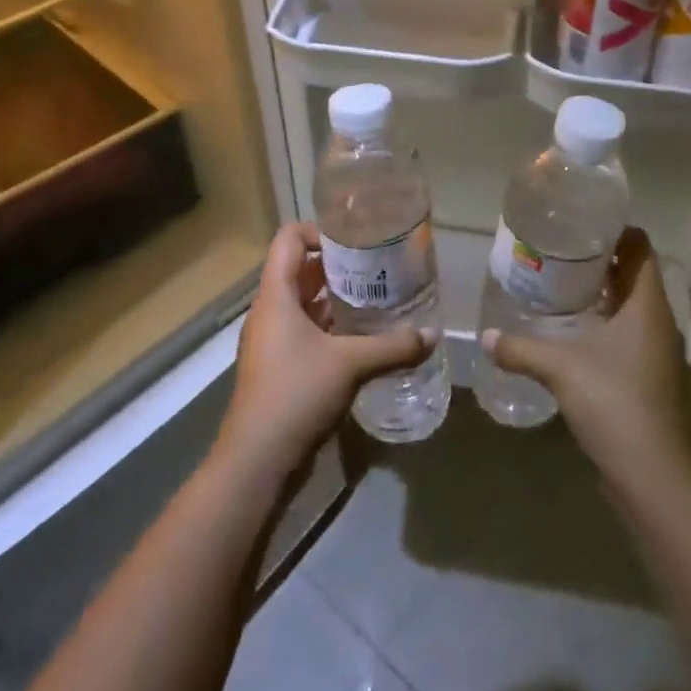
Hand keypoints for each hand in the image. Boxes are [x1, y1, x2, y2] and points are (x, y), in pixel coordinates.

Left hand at [218, 221, 434, 478]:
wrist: (257, 460)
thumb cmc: (296, 393)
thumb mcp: (350, 364)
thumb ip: (394, 346)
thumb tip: (434, 335)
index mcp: (276, 295)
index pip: (289, 238)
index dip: (320, 231)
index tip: (356, 241)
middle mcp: (269, 311)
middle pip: (300, 269)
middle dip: (338, 265)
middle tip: (378, 267)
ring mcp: (272, 340)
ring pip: (304, 303)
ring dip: (336, 298)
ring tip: (377, 298)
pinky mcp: (279, 367)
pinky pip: (305, 331)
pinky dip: (331, 327)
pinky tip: (363, 338)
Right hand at [482, 227, 690, 489]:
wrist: (650, 470)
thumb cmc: (612, 401)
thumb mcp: (560, 368)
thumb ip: (521, 349)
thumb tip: (487, 338)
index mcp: (647, 305)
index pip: (641, 248)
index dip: (617, 231)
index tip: (582, 225)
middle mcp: (658, 320)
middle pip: (635, 274)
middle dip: (603, 259)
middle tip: (562, 251)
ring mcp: (657, 349)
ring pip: (632, 305)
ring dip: (604, 292)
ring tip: (562, 284)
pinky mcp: (649, 374)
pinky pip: (629, 331)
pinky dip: (606, 321)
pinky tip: (575, 330)